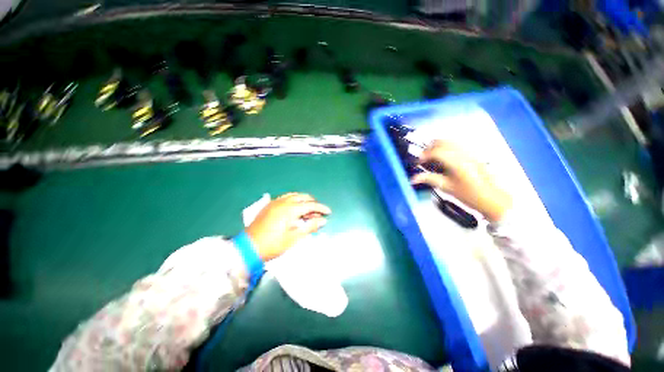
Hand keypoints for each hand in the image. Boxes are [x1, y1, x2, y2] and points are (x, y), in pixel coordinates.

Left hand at [245, 193, 330, 260]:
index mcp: (290, 209)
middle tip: (318, 214)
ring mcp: (275, 202)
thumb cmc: (273, 244)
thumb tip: (323, 221)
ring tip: (308, 212)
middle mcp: (283, 202)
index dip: (321, 208)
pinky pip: (285, 198)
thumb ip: (309, 227)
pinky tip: (295, 209)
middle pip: (303, 197)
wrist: (248, 248)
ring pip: (294, 196)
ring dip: (303, 201)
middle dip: (313, 204)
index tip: (329, 212)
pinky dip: (294, 201)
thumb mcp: (294, 238)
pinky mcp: (269, 205)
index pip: (310, 205)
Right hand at [410, 141, 511, 222]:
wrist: (492, 198)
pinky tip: (444, 158)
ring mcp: (470, 152)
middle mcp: (464, 154)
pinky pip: (457, 144)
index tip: (418, 162)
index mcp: (457, 163)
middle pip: (443, 141)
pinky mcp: (473, 154)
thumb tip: (413, 178)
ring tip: (432, 158)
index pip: (436, 151)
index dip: (424, 155)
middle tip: (424, 159)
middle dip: (429, 148)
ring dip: (438, 146)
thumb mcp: (447, 188)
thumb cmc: (469, 195)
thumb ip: (430, 179)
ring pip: (450, 141)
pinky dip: (446, 147)